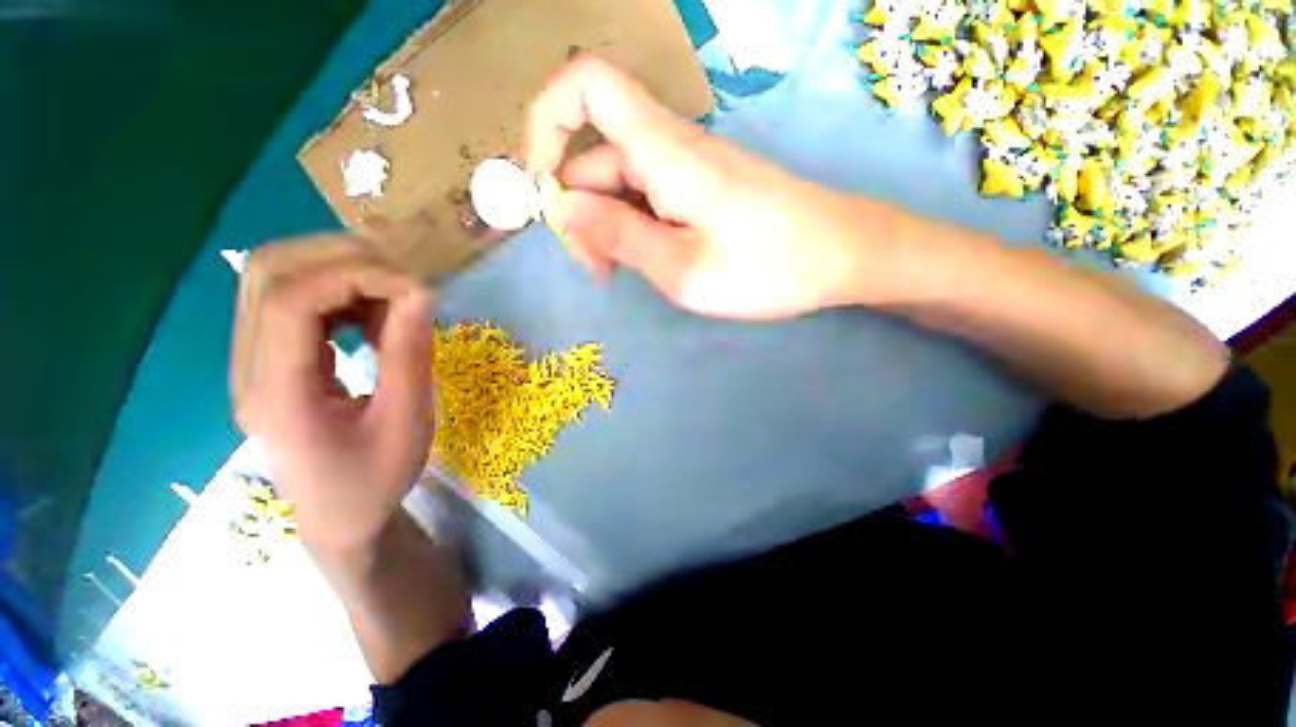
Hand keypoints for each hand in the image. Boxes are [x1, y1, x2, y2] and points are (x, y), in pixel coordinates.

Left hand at [234, 239, 435, 558]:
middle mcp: (248, 368)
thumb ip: (410, 354)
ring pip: (275, 276)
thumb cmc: (375, 480)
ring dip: (338, 269)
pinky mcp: (269, 359)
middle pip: (270, 272)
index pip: (291, 300)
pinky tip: (371, 313)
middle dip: (342, 258)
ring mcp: (251, 361)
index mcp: (277, 394)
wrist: (341, 518)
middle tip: (403, 279)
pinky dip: (337, 290)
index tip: (415, 287)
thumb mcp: (407, 421)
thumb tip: (421, 292)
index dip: (354, 275)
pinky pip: (292, 299)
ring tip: (391, 294)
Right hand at [525, 54, 889, 319]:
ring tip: (619, 275)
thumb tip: (562, 207)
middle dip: (578, 212)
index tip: (539, 190)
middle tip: (595, 270)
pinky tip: (647, 263)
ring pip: (620, 184)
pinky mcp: (700, 190)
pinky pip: (648, 200)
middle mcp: (669, 147)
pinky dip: (633, 229)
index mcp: (662, 150)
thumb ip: (618, 235)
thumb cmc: (767, 267)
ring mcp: (686, 170)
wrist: (841, 257)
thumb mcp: (681, 267)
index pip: (583, 86)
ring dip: (606, 227)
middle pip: (595, 155)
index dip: (545, 123)